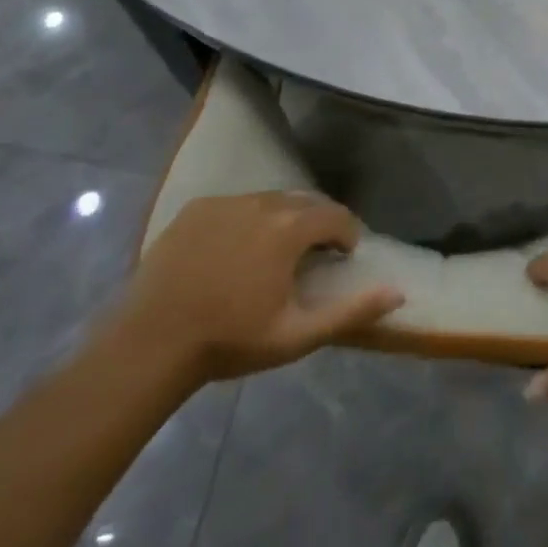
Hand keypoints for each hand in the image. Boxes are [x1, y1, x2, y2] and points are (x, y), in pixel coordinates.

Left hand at [112, 192, 402, 383]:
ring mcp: (225, 203)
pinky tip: (235, 252)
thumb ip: (351, 311)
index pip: (336, 215)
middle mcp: (262, 203)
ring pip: (270, 201)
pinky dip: (247, 220)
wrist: (149, 345)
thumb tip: (398, 293)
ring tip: (274, 253)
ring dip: (283, 220)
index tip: (343, 257)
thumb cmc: (230, 340)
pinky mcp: (195, 210)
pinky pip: (236, 205)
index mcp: (290, 228)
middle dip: (317, 224)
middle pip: (304, 202)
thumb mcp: (297, 335)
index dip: (347, 234)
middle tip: (313, 256)